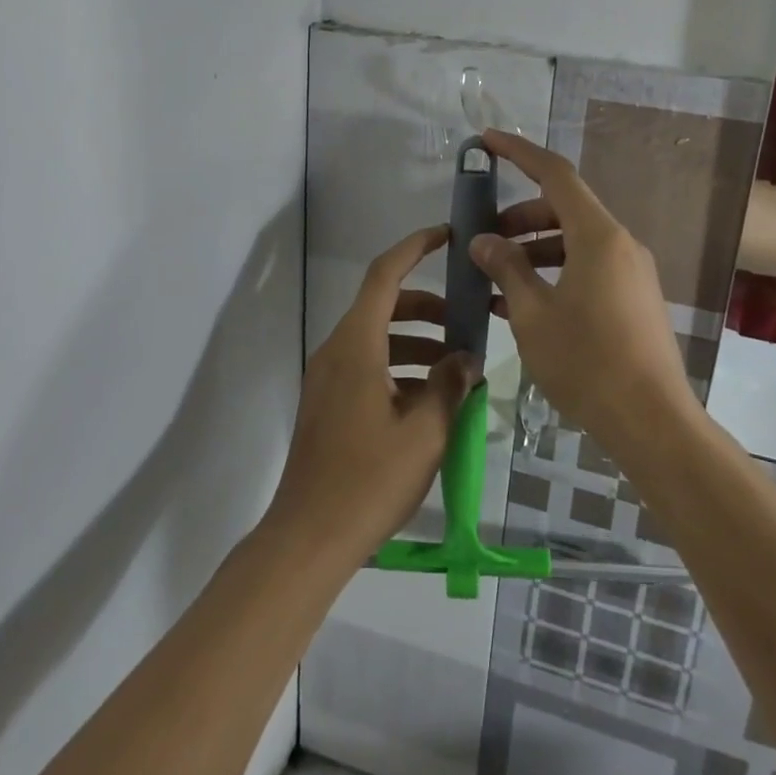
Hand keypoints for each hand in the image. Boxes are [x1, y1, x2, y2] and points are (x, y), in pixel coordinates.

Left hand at [264, 225, 478, 565]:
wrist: (308, 537)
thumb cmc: (369, 479)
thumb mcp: (425, 432)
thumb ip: (450, 385)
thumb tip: (467, 357)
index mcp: (356, 345)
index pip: (384, 274)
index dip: (415, 248)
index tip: (447, 237)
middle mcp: (337, 350)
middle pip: (383, 305)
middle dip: (427, 306)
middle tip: (466, 321)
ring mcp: (328, 377)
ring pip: (377, 337)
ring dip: (417, 340)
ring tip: (457, 366)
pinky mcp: (328, 402)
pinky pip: (368, 364)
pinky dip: (400, 365)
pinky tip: (430, 398)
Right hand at [468, 130, 696, 444]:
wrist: (652, 422)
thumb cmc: (587, 362)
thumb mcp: (534, 314)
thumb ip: (506, 269)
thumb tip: (483, 241)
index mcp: (598, 236)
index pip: (554, 174)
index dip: (519, 152)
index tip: (487, 141)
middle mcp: (620, 244)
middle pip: (564, 210)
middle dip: (520, 217)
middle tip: (483, 239)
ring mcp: (631, 273)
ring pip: (575, 242)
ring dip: (534, 250)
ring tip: (497, 278)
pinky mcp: (634, 299)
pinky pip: (589, 269)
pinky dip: (556, 273)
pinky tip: (525, 304)